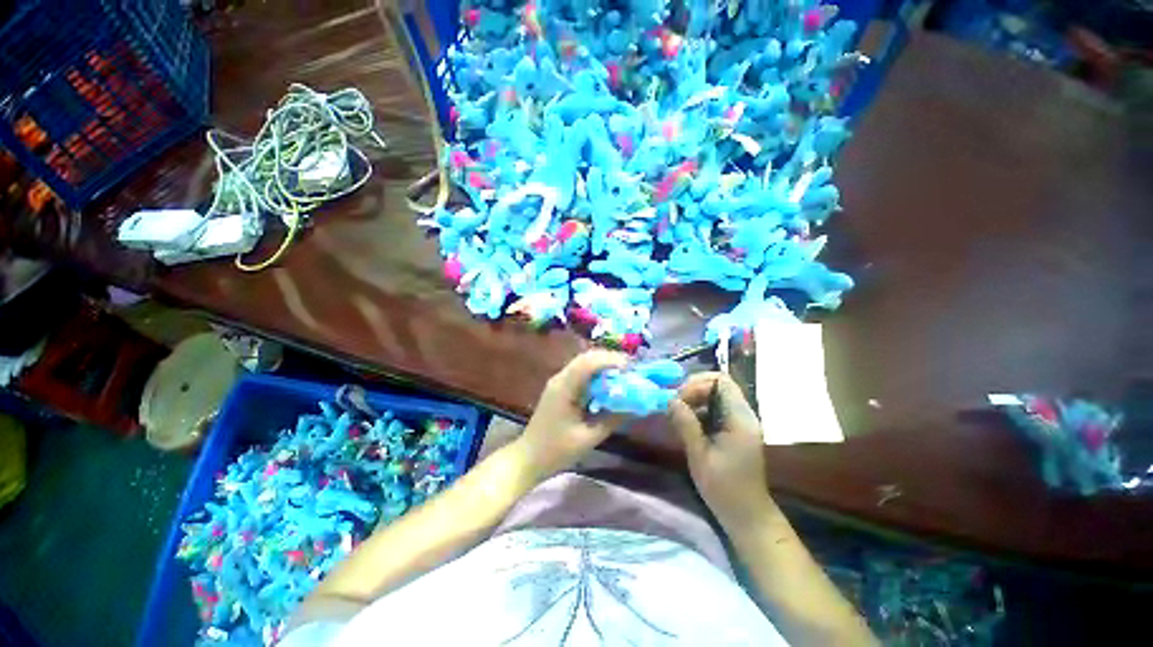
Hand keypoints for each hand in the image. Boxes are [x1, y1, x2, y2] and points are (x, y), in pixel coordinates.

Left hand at [518, 350, 629, 477]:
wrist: (528, 457)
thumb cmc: (556, 450)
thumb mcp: (588, 438)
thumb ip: (612, 419)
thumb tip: (635, 406)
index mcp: (564, 388)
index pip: (588, 363)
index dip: (610, 361)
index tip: (631, 368)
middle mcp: (560, 378)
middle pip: (586, 358)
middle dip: (609, 359)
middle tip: (630, 370)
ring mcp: (558, 382)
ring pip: (583, 363)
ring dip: (603, 365)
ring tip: (623, 374)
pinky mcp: (560, 388)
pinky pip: (580, 373)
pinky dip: (596, 373)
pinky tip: (607, 383)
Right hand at [670, 372, 774, 530]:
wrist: (747, 515)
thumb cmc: (725, 489)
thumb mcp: (700, 456)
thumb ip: (686, 424)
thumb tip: (671, 400)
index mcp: (740, 418)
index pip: (721, 380)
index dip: (697, 383)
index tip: (679, 399)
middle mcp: (743, 414)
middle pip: (717, 385)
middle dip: (693, 390)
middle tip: (675, 405)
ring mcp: (740, 422)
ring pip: (714, 396)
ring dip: (694, 400)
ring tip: (677, 415)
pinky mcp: (734, 430)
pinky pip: (715, 409)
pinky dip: (699, 410)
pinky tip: (687, 424)